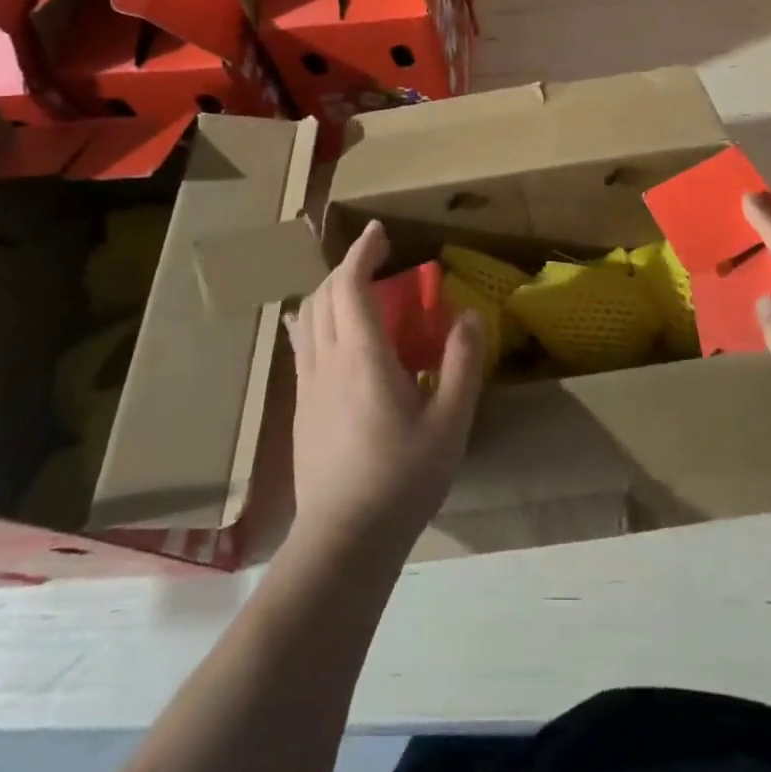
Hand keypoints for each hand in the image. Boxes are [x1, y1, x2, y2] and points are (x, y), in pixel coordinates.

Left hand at [286, 220, 485, 555]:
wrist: (344, 540)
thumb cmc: (402, 479)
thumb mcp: (449, 423)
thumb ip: (461, 364)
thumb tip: (469, 315)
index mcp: (362, 358)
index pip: (349, 285)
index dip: (361, 252)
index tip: (379, 231)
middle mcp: (326, 362)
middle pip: (322, 295)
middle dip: (346, 267)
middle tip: (376, 259)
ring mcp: (307, 387)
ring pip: (307, 319)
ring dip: (328, 292)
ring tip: (356, 289)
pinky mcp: (301, 409)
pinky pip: (302, 345)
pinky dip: (316, 320)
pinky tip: (331, 334)